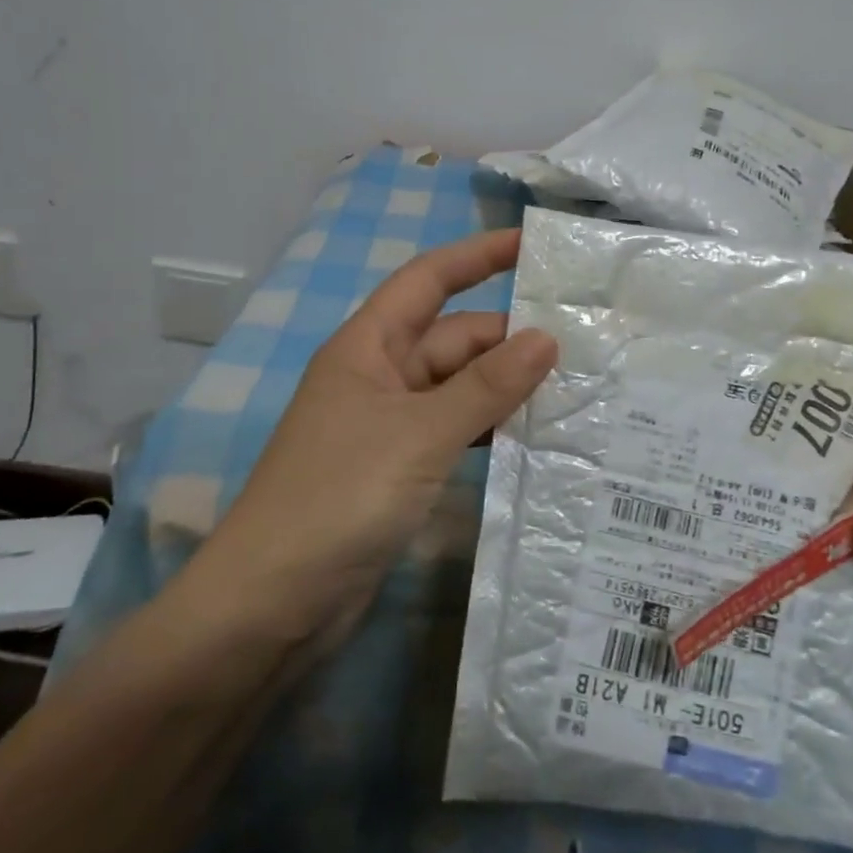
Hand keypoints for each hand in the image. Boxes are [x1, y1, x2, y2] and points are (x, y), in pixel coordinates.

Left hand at [172, 228, 555, 654]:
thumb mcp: (421, 434)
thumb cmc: (339, 497)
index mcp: (369, 346)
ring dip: (504, 388)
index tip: (532, 246)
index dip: (478, 256)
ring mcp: (388, 425)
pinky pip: (453, 431)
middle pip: (453, 339)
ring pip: (458, 388)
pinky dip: (488, 430)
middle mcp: (379, 376)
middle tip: (582, 348)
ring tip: (573, 391)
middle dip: (509, 340)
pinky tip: (532, 440)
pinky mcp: (398, 469)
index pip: (429, 280)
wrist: (269, 606)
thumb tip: (547, 338)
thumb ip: (487, 386)